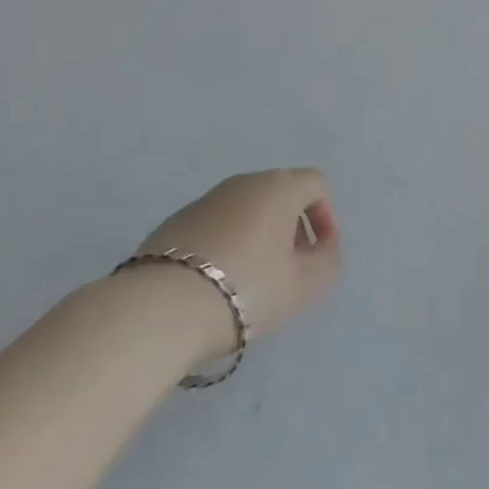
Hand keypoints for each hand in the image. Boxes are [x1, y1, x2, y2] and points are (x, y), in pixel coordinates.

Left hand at [136, 169, 341, 359]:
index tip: (319, 255)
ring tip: (253, 281)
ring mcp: (206, 199)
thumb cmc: (246, 289)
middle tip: (290, 269)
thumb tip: (323, 247)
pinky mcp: (176, 221)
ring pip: (246, 209)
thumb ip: (327, 262)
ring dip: (259, 236)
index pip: (315, 184)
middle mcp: (244, 182)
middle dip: (292, 227)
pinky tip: (217, 283)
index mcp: (279, 186)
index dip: (325, 217)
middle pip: (280, 194)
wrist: (161, 307)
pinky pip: (217, 225)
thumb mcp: (304, 286)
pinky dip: (228, 244)